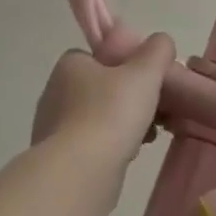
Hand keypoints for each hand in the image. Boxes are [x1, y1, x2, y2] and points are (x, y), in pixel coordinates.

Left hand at [32, 33, 174, 164]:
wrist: (80, 174)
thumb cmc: (111, 113)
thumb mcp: (145, 72)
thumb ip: (158, 50)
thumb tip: (161, 42)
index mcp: (69, 66)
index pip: (98, 56)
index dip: (124, 64)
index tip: (146, 78)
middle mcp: (55, 93)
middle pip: (102, 87)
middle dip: (129, 98)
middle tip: (154, 108)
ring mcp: (53, 129)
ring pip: (99, 118)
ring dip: (124, 124)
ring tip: (149, 134)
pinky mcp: (59, 160)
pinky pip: (92, 145)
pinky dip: (112, 146)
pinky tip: (130, 153)